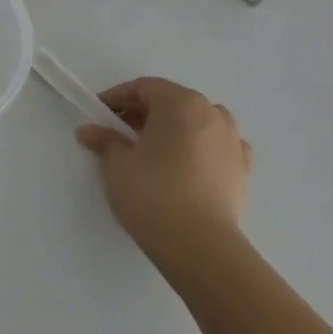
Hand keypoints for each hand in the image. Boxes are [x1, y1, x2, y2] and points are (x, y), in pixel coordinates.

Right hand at [76, 78, 252, 272]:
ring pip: (199, 121)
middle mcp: (212, 113)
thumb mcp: (117, 164)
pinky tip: (188, 163)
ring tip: (154, 148)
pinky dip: (201, 147)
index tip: (98, 113)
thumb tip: (90, 130)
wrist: (200, 246)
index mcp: (180, 103)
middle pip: (173, 101)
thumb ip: (105, 140)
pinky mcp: (242, 169)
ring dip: (175, 127)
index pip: (144, 88)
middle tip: (119, 131)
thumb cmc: (153, 194)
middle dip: (145, 112)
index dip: (118, 97)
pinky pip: (218, 146)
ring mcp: (232, 141)